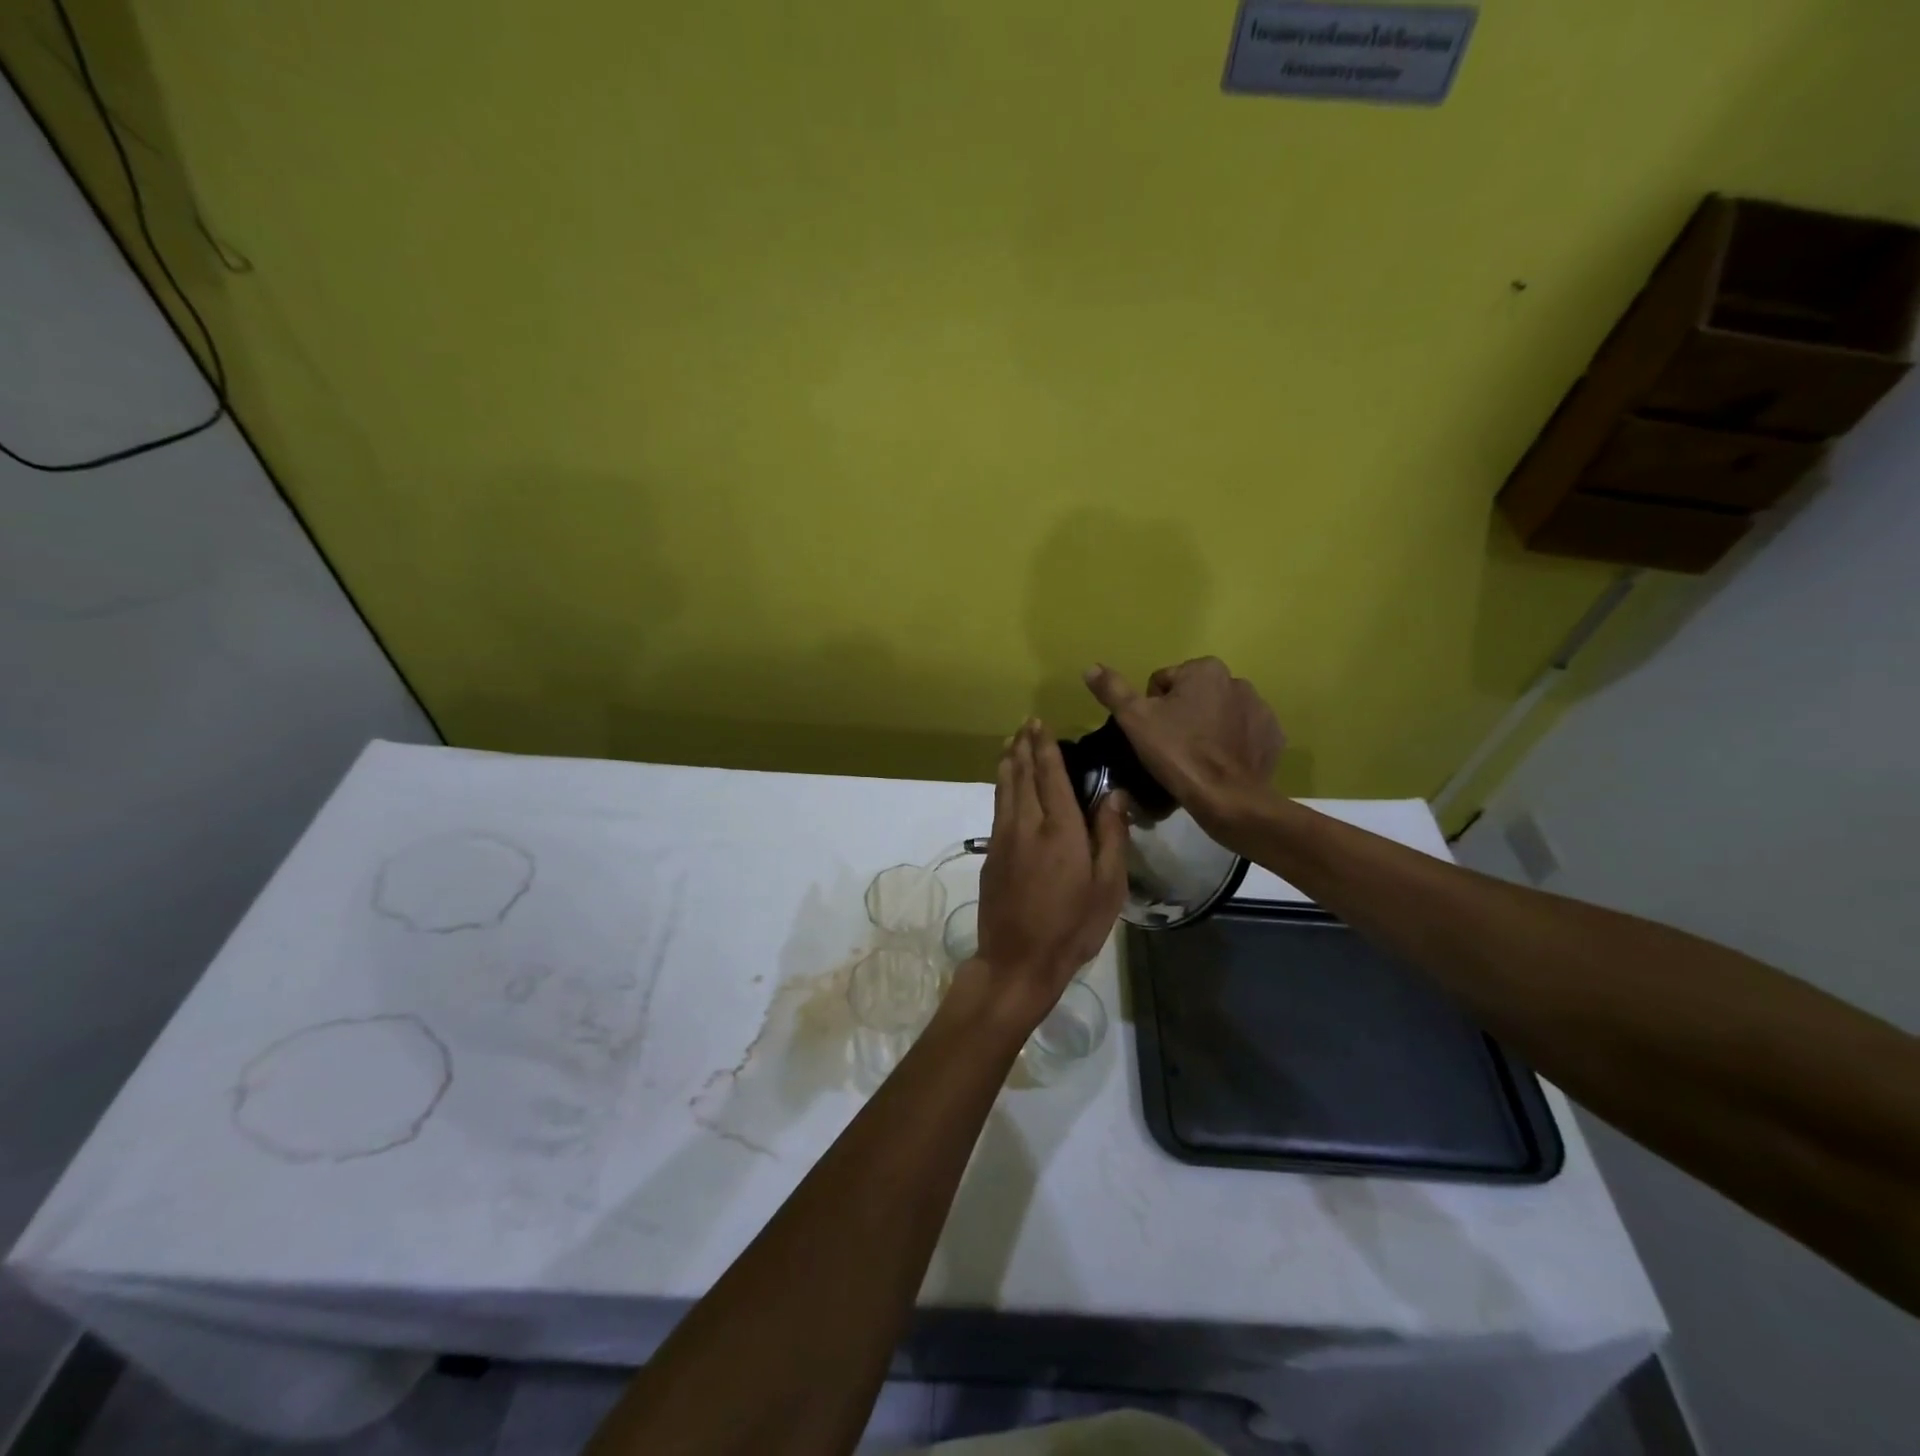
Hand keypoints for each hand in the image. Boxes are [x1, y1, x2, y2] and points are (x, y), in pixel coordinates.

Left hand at [969, 720, 1128, 1026]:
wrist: (1017, 960)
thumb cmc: (1072, 927)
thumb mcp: (1108, 887)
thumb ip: (1110, 835)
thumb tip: (1113, 793)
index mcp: (1060, 829)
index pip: (1050, 775)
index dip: (1045, 748)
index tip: (1041, 724)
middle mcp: (1027, 824)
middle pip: (1021, 775)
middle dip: (1024, 747)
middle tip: (1025, 725)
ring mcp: (1003, 838)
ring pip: (1004, 789)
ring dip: (1008, 763)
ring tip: (1011, 744)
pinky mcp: (991, 854)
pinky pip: (997, 808)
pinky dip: (1001, 788)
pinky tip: (1004, 786)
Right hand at [1083, 658, 1283, 842]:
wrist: (1228, 799)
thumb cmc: (1177, 754)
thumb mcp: (1134, 720)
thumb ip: (1113, 690)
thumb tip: (1091, 667)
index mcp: (1205, 669)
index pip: (1163, 682)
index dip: (1151, 708)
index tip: (1154, 734)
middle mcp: (1238, 681)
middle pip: (1193, 696)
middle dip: (1182, 715)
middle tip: (1171, 748)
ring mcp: (1261, 710)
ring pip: (1219, 714)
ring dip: (1207, 729)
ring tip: (1195, 759)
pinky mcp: (1272, 738)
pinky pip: (1243, 735)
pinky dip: (1231, 746)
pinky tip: (1219, 765)